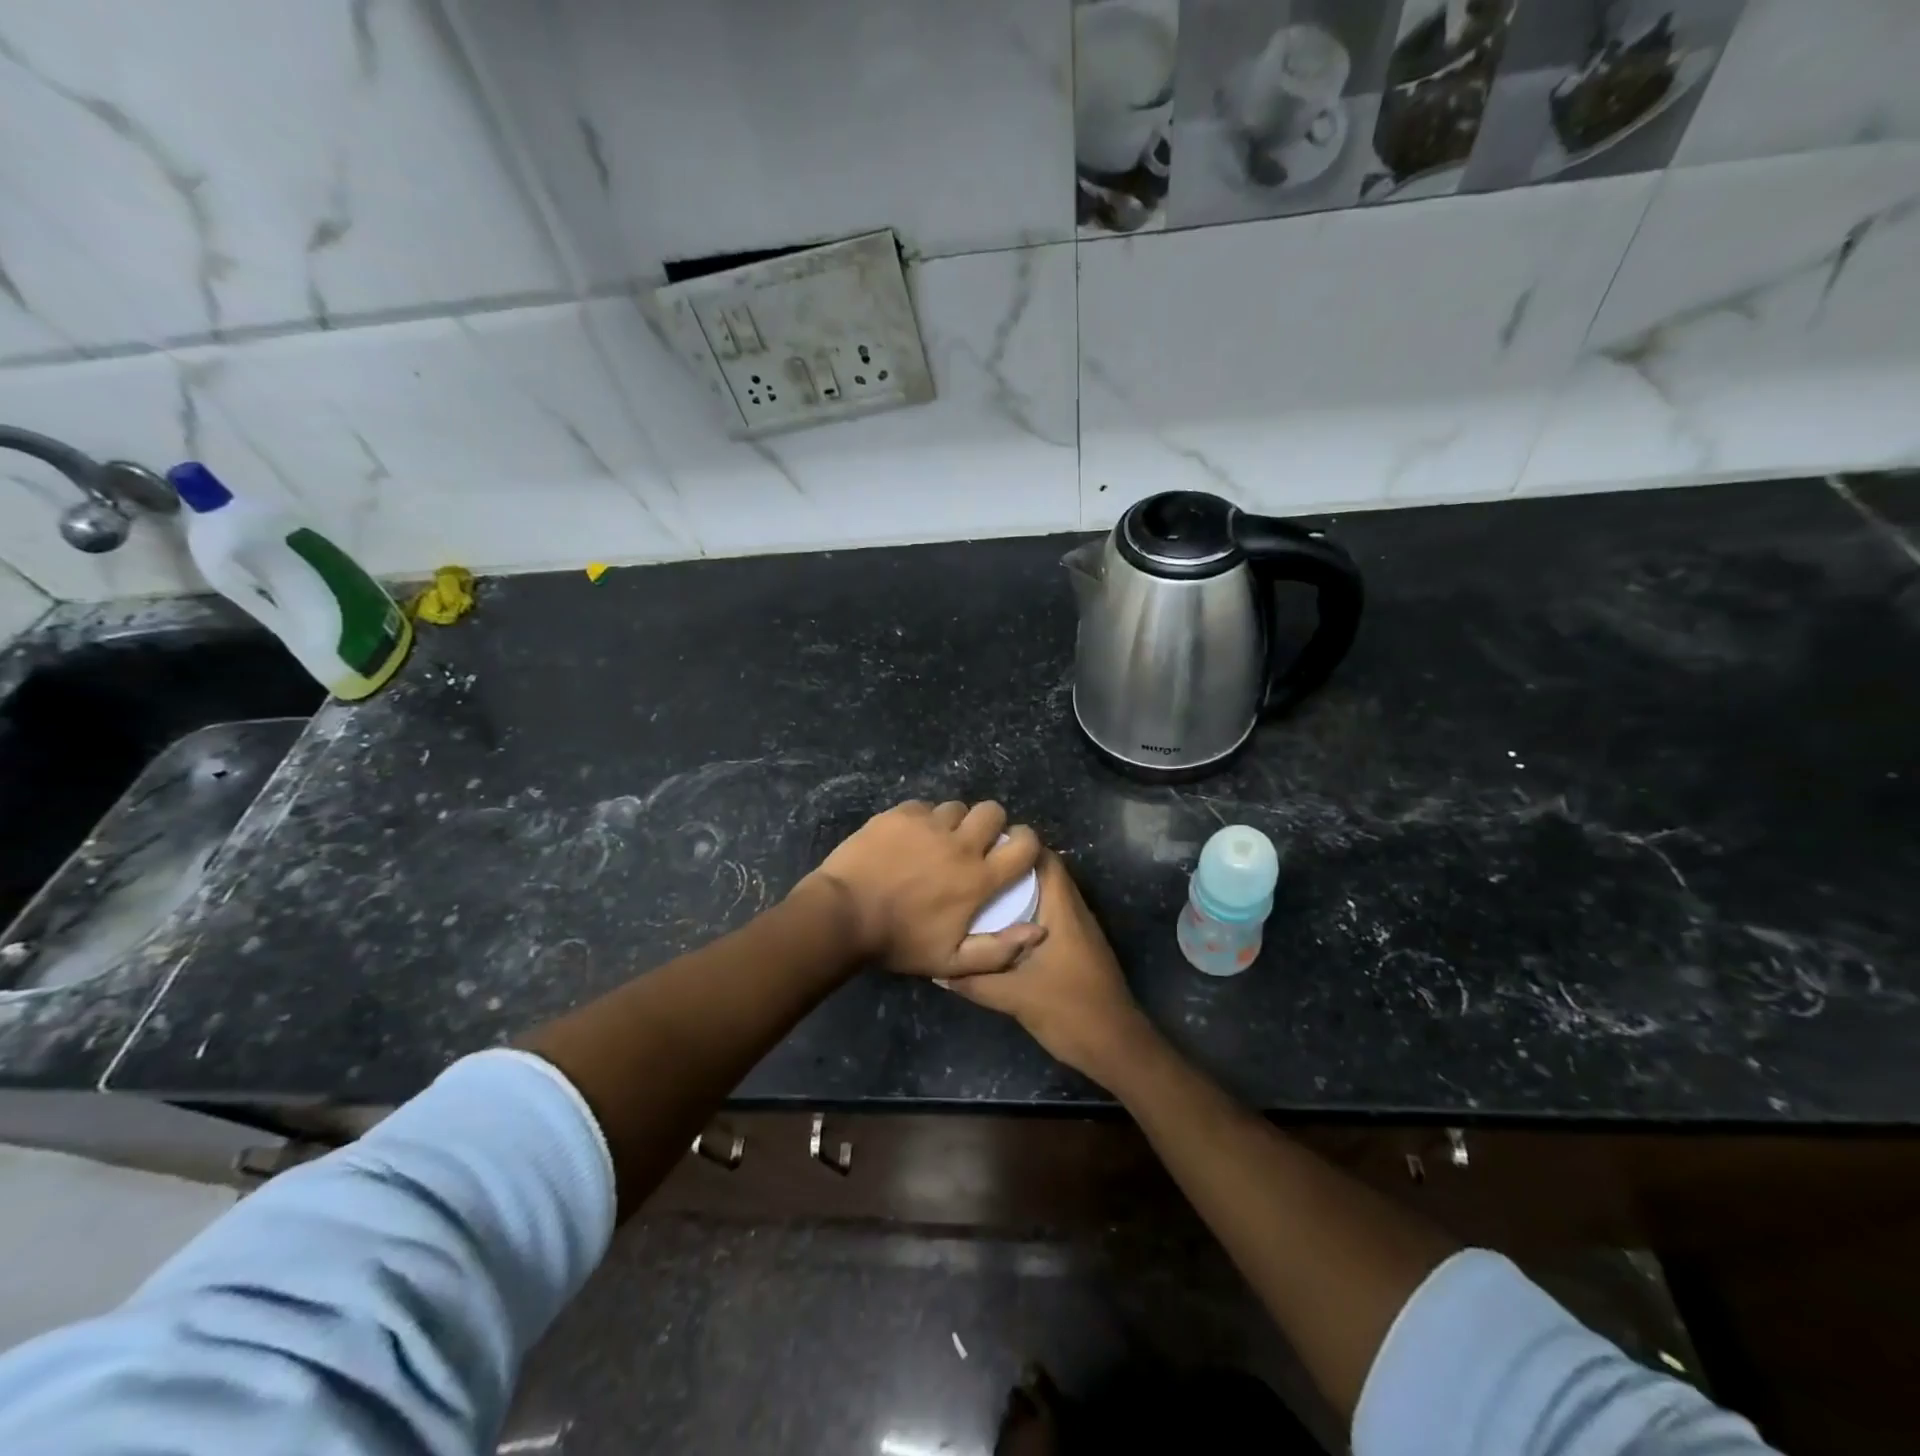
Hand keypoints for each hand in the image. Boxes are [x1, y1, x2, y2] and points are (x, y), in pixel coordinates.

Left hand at [799, 800, 1047, 977]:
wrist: (843, 915)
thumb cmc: (899, 942)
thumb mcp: (951, 962)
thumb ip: (999, 951)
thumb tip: (1039, 931)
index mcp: (978, 878)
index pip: (1024, 846)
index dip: (1028, 841)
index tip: (1018, 848)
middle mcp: (959, 844)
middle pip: (992, 811)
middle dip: (992, 823)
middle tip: (976, 841)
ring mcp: (927, 825)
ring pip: (955, 807)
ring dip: (954, 822)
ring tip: (938, 840)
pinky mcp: (899, 814)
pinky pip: (923, 807)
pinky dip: (922, 819)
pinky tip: (909, 837)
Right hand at [943, 850, 1156, 1084]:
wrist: (1118, 1048)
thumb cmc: (1070, 1011)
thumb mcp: (1015, 998)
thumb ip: (976, 982)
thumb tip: (939, 970)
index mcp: (1064, 911)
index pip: (1045, 859)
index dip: (1017, 847)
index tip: (983, 849)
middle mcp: (1075, 913)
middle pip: (1045, 875)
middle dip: (1011, 871)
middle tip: (975, 872)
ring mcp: (1080, 932)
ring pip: (1048, 897)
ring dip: (1019, 894)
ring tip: (981, 896)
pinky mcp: (1079, 950)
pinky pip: (1051, 918)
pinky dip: (1028, 916)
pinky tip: (1001, 931)